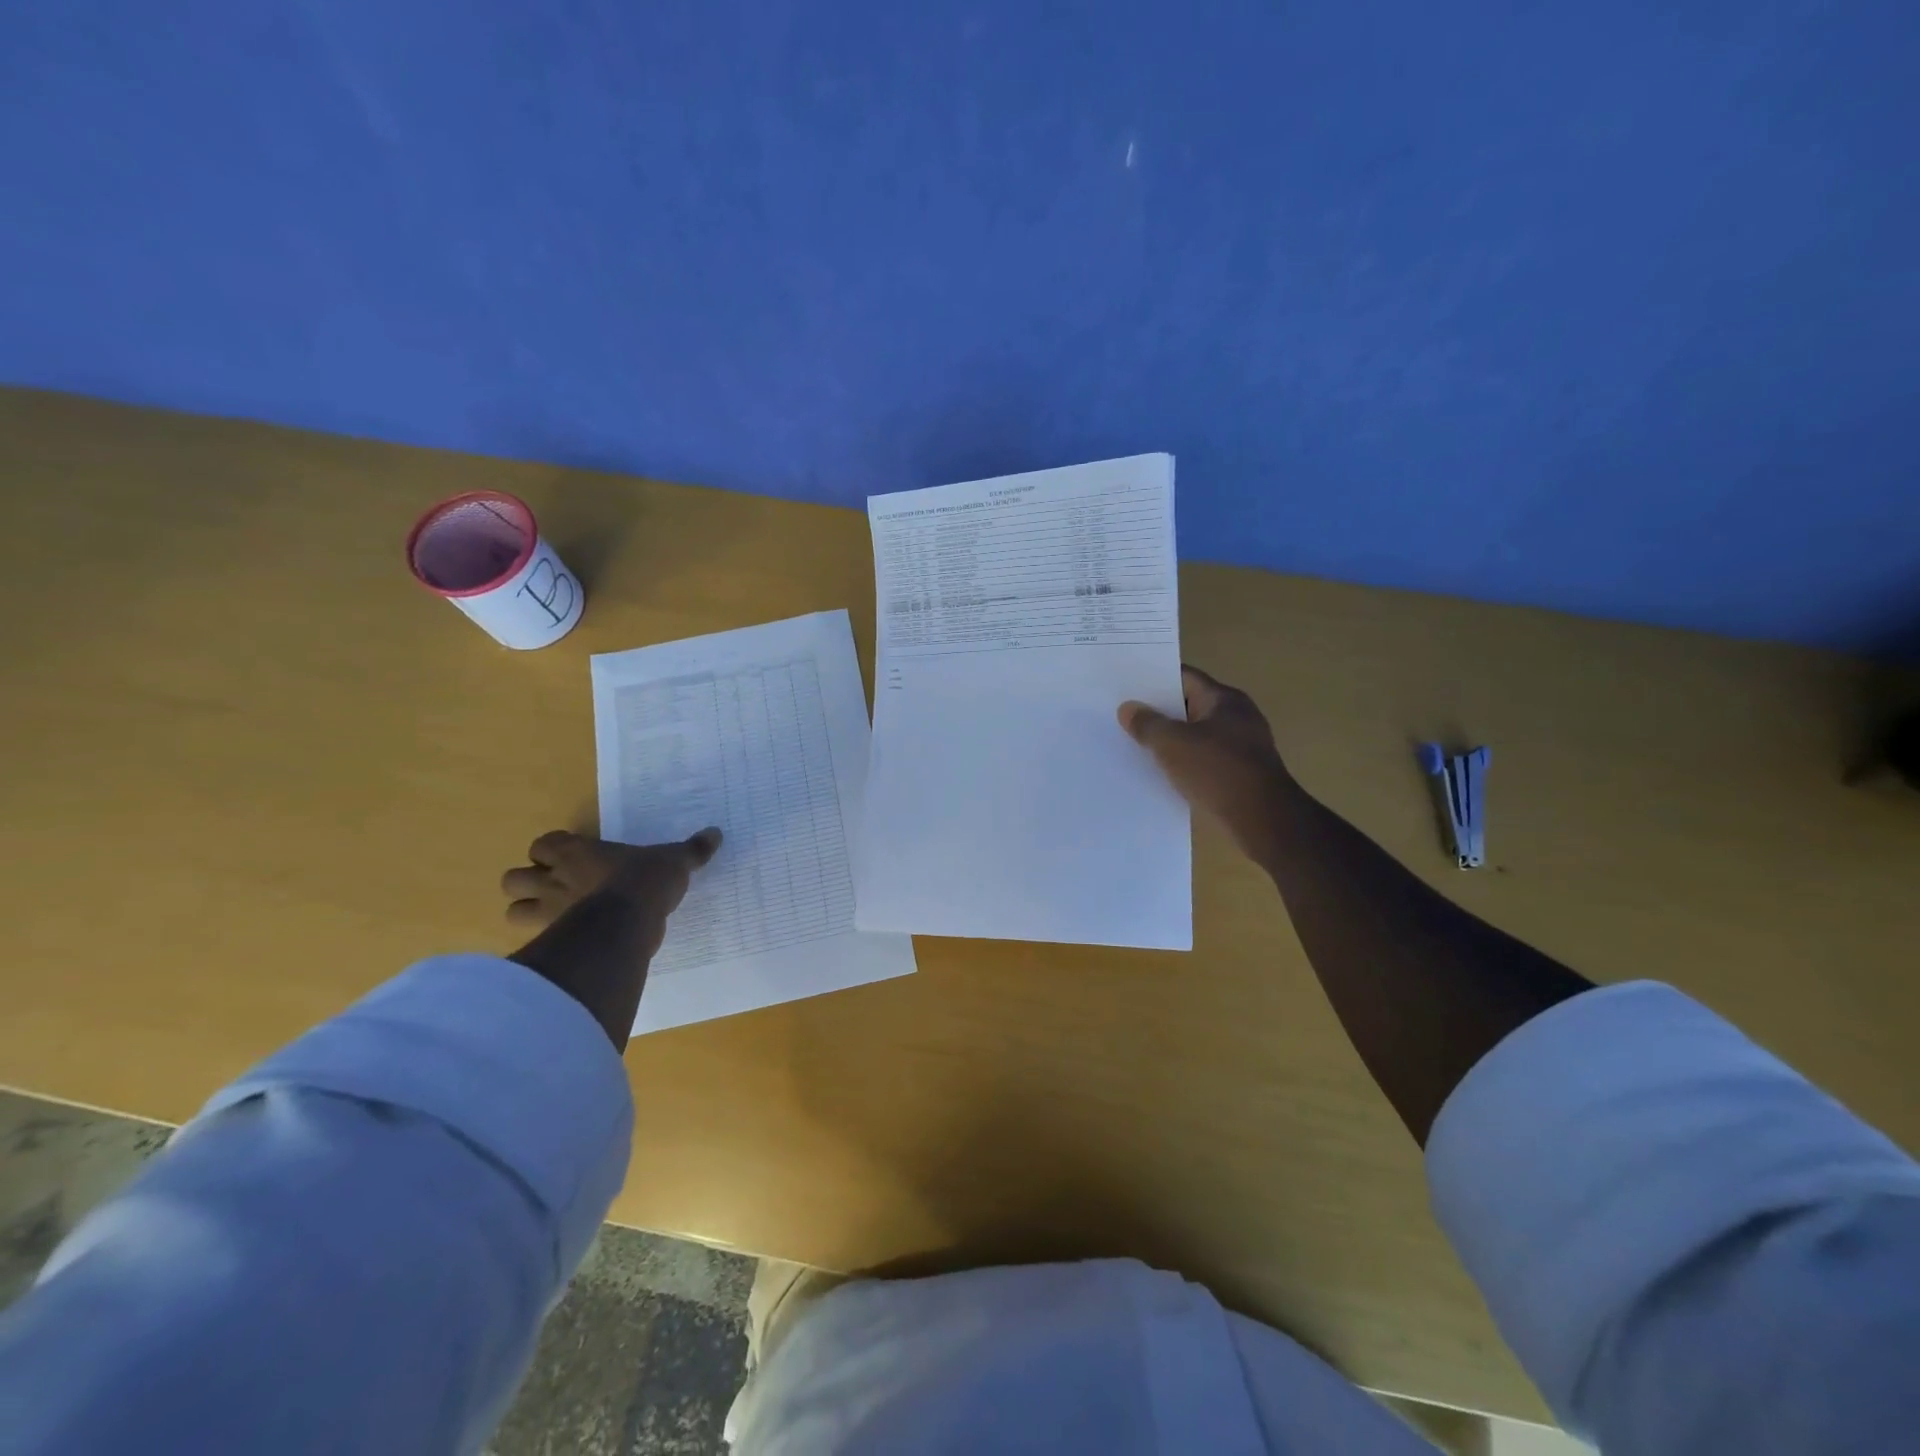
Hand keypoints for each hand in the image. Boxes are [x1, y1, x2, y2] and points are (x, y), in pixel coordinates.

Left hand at [501, 828, 721, 958]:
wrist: (629, 922)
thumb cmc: (645, 881)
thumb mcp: (675, 861)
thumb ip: (692, 849)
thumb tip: (716, 833)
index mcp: (576, 852)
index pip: (543, 844)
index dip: (552, 850)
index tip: (572, 856)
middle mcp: (554, 879)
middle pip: (514, 879)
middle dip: (529, 883)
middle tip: (557, 888)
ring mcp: (548, 912)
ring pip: (512, 911)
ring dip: (528, 912)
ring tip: (555, 917)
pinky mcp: (554, 941)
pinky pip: (535, 942)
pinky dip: (545, 942)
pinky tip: (567, 943)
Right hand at [1119, 666, 1291, 861]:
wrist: (1263, 820)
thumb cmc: (1218, 771)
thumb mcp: (1172, 744)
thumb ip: (1147, 724)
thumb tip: (1128, 708)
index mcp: (1224, 699)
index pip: (1184, 678)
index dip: (1154, 680)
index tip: (1126, 687)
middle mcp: (1237, 716)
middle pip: (1189, 706)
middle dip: (1159, 712)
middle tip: (1124, 716)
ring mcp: (1242, 746)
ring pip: (1196, 735)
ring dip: (1171, 740)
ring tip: (1136, 745)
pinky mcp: (1241, 773)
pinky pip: (1204, 759)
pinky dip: (1184, 762)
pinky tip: (1162, 773)